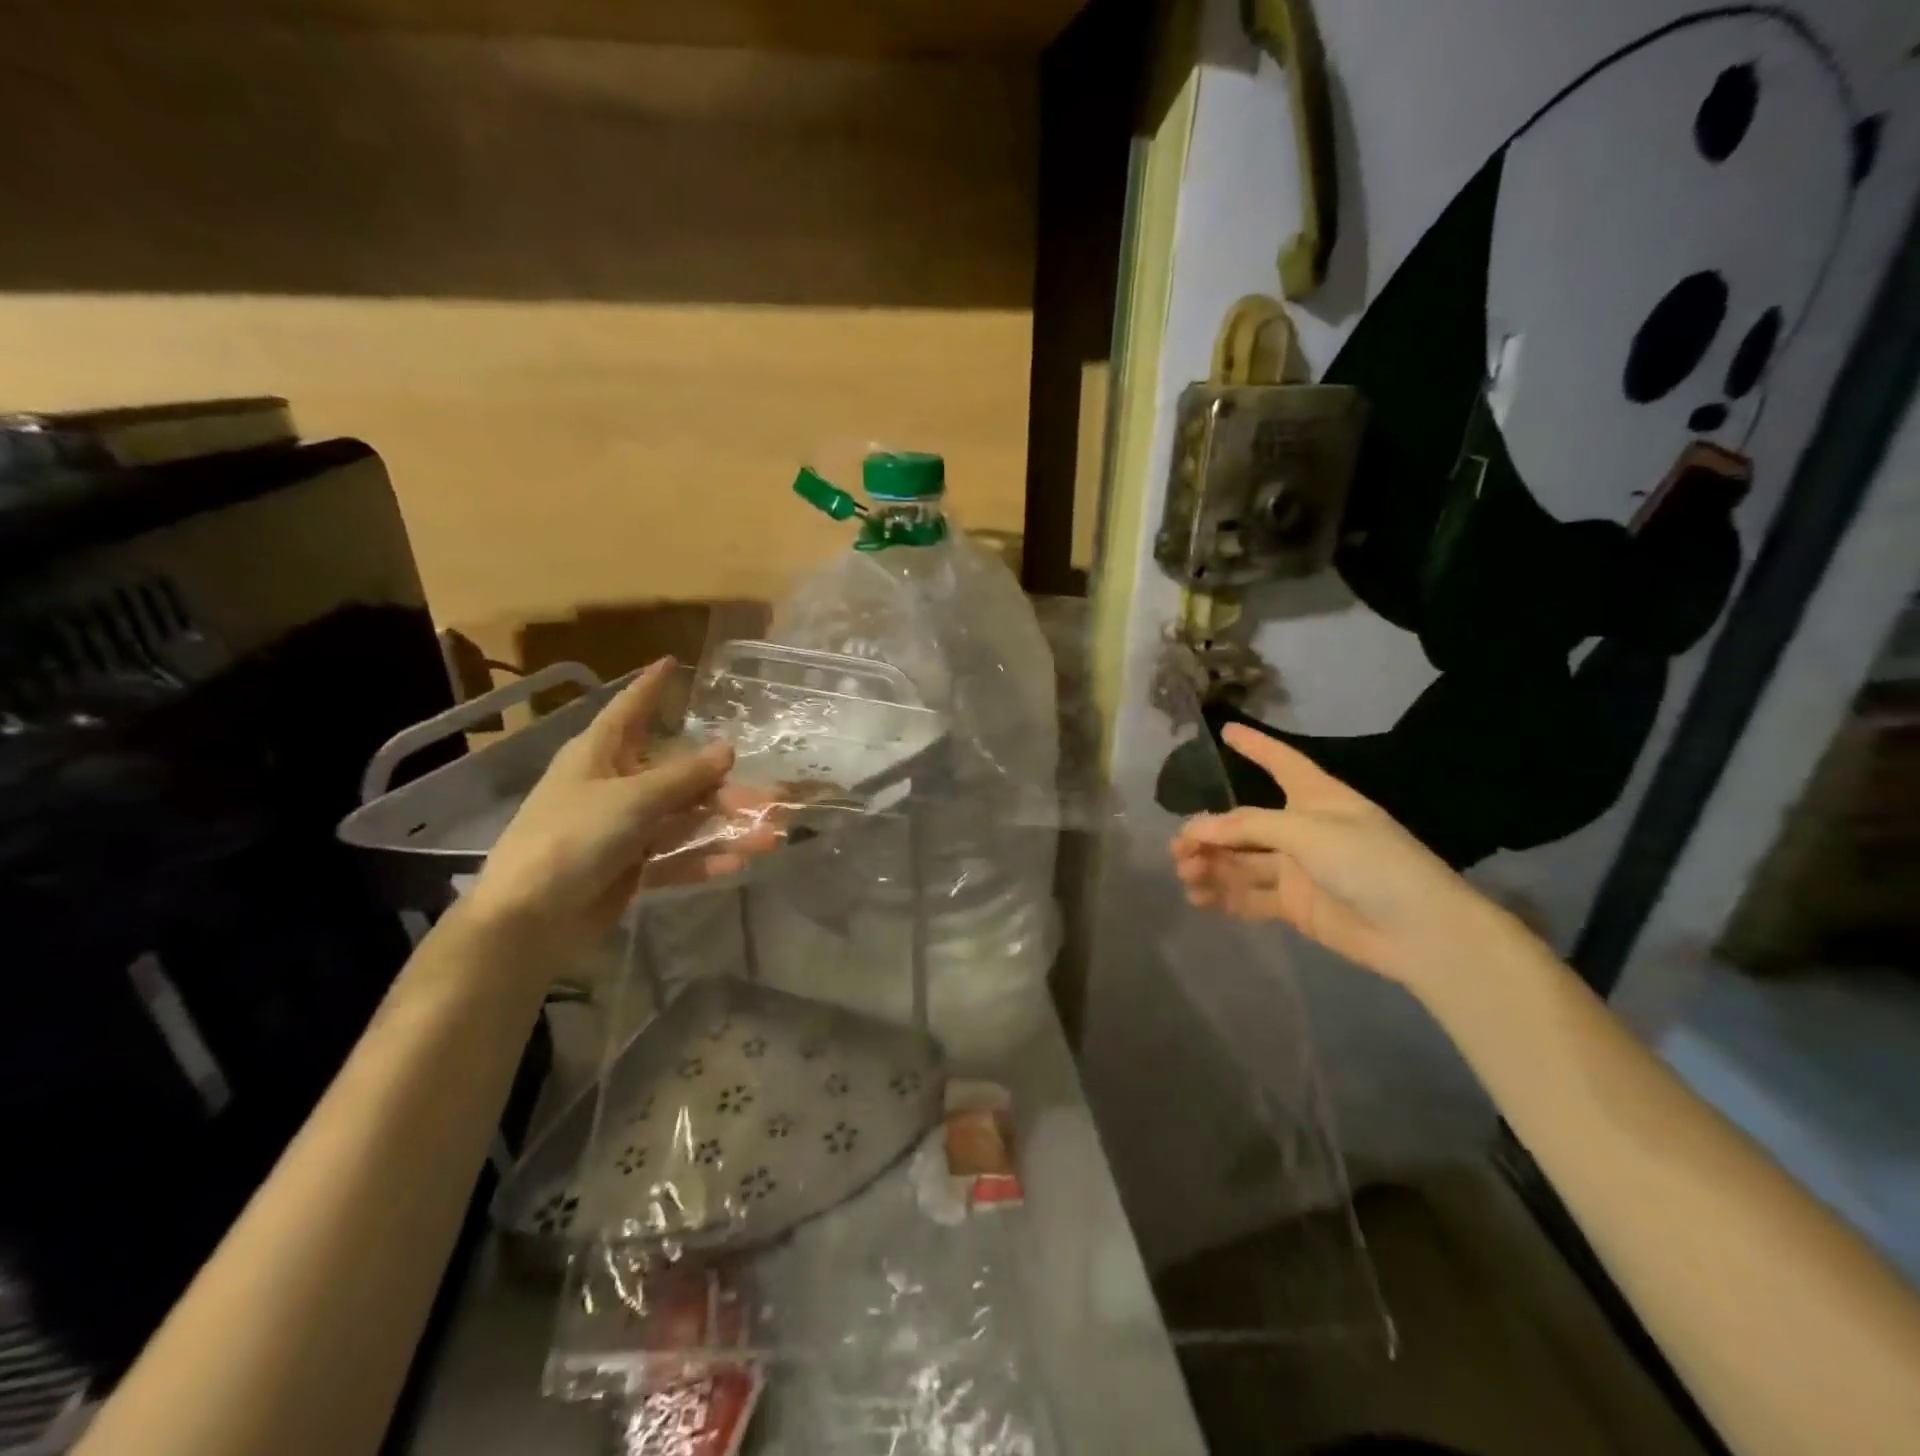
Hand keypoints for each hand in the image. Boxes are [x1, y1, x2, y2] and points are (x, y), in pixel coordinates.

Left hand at [464, 660, 779, 948]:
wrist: (528, 920)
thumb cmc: (571, 838)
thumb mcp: (632, 799)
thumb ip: (684, 776)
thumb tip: (727, 748)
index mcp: (599, 755)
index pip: (629, 709)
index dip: (650, 687)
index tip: (671, 662)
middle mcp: (613, 786)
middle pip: (676, 774)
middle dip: (722, 785)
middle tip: (770, 795)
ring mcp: (622, 829)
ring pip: (683, 818)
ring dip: (724, 826)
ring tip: (769, 836)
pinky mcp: (630, 868)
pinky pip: (675, 856)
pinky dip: (703, 859)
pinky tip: (736, 863)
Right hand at [1169, 724, 1512, 987]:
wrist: (1420, 932)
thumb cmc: (1370, 863)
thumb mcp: (1308, 832)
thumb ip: (1249, 828)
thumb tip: (1196, 829)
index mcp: (1317, 798)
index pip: (1281, 762)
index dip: (1256, 746)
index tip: (1226, 730)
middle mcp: (1303, 829)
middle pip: (1245, 824)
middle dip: (1210, 832)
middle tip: (1179, 847)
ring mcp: (1299, 869)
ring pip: (1242, 862)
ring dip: (1212, 866)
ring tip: (1186, 875)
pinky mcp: (1296, 905)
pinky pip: (1251, 896)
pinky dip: (1225, 897)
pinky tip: (1200, 900)